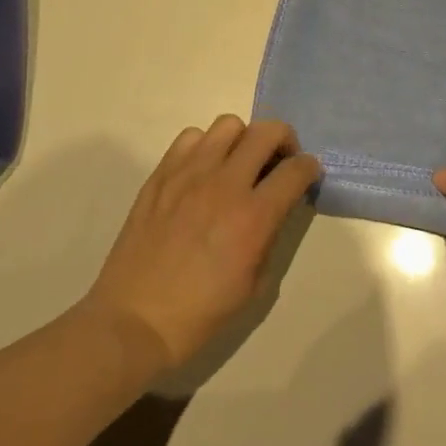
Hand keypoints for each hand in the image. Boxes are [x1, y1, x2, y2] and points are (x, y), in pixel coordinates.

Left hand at [86, 116, 322, 367]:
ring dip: (243, 140)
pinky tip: (204, 171)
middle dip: (284, 141)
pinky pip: (190, 137)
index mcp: (254, 217)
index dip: (310, 169)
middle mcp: (224, 184)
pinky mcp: (160, 175)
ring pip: (228, 125)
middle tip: (279, 162)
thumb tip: (274, 209)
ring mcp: (188, 174)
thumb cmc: (201, 313)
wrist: (136, 320)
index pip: (296, 170)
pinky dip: (206, 146)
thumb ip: (270, 236)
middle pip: (267, 131)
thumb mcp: (255, 284)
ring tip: (238, 164)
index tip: (307, 176)